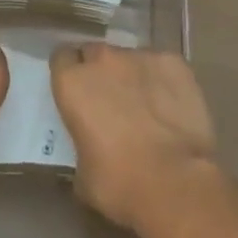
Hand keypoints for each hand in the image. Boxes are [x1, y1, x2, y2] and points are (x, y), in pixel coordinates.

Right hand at [50, 42, 218, 232]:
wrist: (175, 182)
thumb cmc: (119, 183)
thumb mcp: (82, 172)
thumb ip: (81, 143)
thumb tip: (91, 146)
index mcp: (73, 82)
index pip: (62, 59)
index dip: (69, 73)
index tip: (77, 91)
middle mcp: (104, 60)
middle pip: (95, 53)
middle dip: (100, 72)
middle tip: (110, 100)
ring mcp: (141, 56)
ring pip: (130, 59)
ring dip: (132, 76)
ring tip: (146, 106)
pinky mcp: (173, 62)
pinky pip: (162, 66)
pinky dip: (163, 80)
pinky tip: (172, 106)